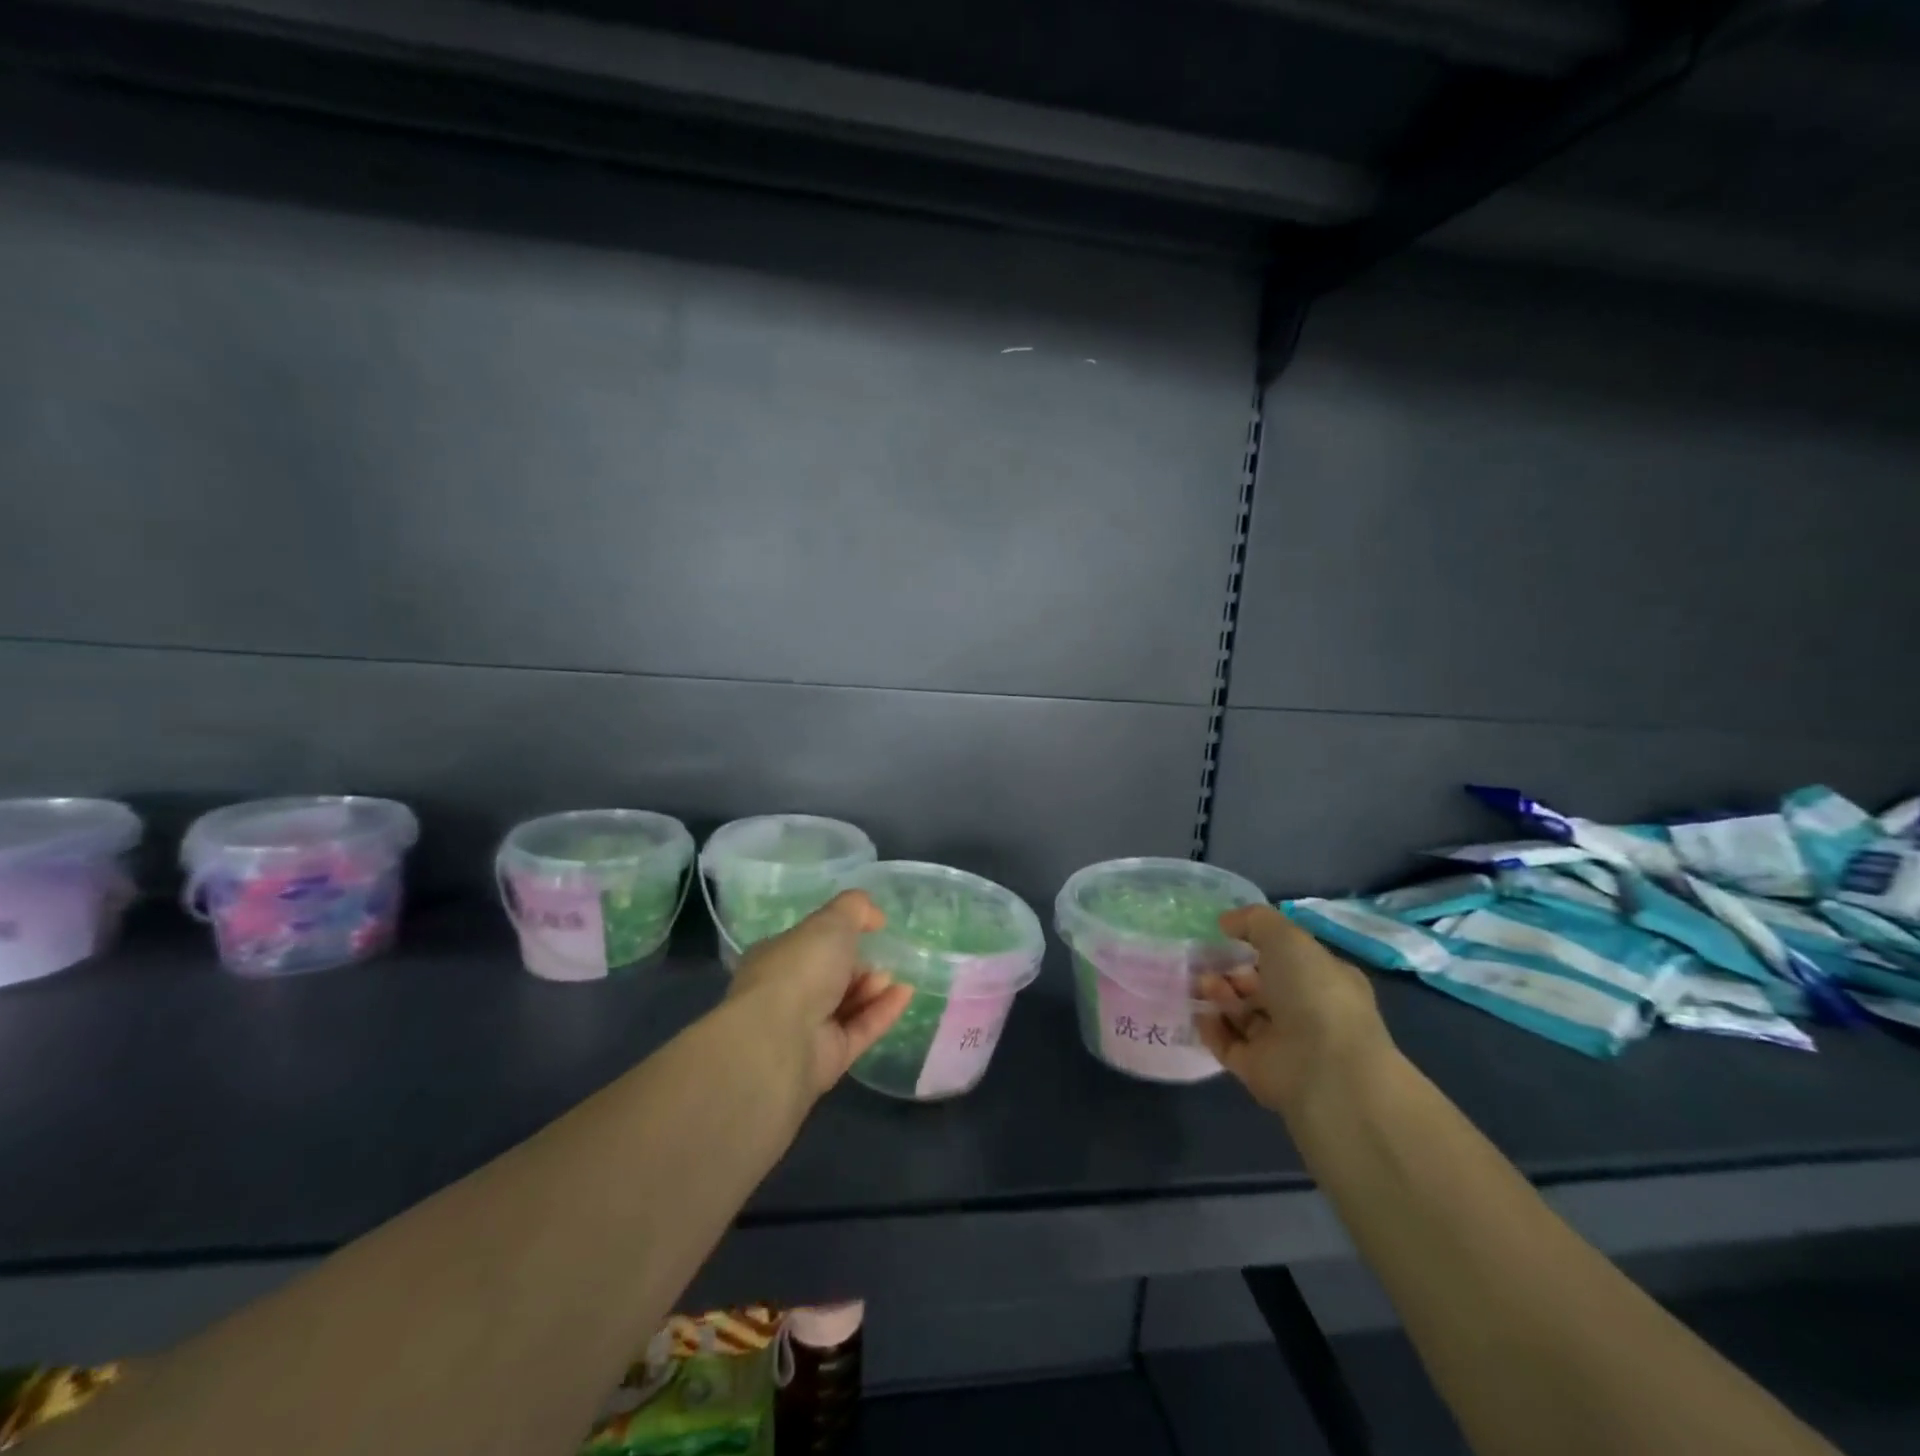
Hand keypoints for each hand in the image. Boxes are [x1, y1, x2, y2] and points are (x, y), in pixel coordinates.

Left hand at [726, 891, 913, 1099]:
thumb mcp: (830, 921)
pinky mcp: (829, 1057)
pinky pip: (861, 1029)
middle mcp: (788, 992)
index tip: (869, 927)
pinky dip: (883, 1011)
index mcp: (777, 957)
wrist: (780, 1040)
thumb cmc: (800, 968)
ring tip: (892, 977)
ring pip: (846, 1004)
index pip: (810, 943)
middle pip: (830, 975)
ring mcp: (807, 1028)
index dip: (838, 934)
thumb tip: (873, 913)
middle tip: (880, 956)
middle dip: (857, 964)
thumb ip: (854, 908)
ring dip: (872, 988)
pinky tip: (905, 994)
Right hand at [1195, 904, 1393, 1117]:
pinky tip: (1198, 1011)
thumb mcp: (1286, 937)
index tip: (1225, 935)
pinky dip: (1210, 1027)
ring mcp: (1282, 1043)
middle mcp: (1305, 1011)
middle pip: (1259, 986)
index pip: (1286, 959)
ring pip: (1241, 1013)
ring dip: (1217, 994)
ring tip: (1199, 984)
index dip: (1256, 945)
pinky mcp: (1257, 1070)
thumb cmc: (1313, 992)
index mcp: (1323, 979)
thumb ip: (1254, 921)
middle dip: (1230, 970)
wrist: (1323, 1067)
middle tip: (1203, 960)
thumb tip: (1226, 922)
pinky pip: (1227, 1043)